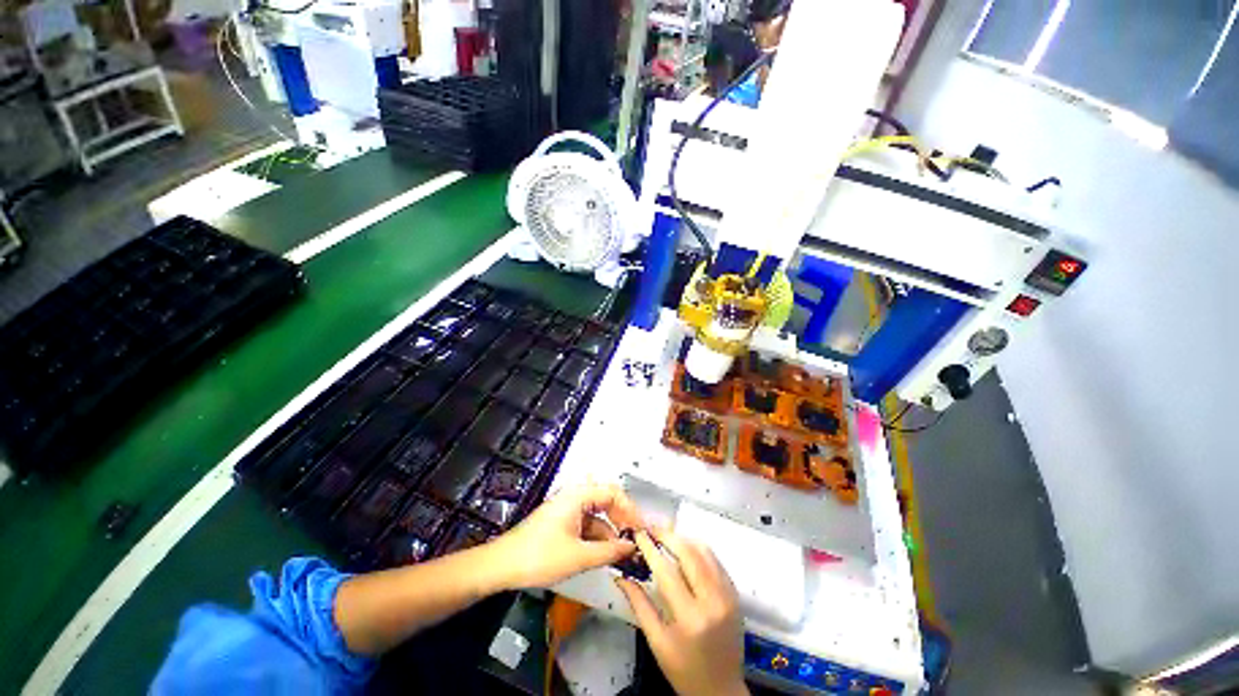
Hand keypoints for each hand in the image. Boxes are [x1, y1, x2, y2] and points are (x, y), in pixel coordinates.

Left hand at [489, 482, 644, 589]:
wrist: (501, 566)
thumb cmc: (539, 557)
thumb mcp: (578, 556)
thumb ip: (609, 551)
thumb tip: (632, 547)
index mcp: (578, 496)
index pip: (613, 493)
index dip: (630, 509)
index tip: (642, 529)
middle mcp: (574, 497)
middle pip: (606, 502)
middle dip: (622, 520)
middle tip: (635, 540)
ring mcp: (567, 510)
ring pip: (597, 516)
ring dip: (610, 531)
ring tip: (623, 552)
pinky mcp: (562, 522)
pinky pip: (586, 525)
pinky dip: (597, 538)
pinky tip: (604, 554)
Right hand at [615, 530, 747, 695]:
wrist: (721, 690)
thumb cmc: (683, 670)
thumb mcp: (656, 642)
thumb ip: (639, 605)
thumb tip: (621, 575)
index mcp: (690, 618)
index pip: (667, 571)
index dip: (650, 548)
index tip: (638, 533)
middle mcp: (712, 601)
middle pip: (689, 553)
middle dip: (668, 535)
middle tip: (651, 529)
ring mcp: (727, 595)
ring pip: (705, 551)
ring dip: (683, 538)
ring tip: (665, 536)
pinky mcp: (735, 593)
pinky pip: (715, 560)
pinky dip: (699, 549)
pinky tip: (685, 549)